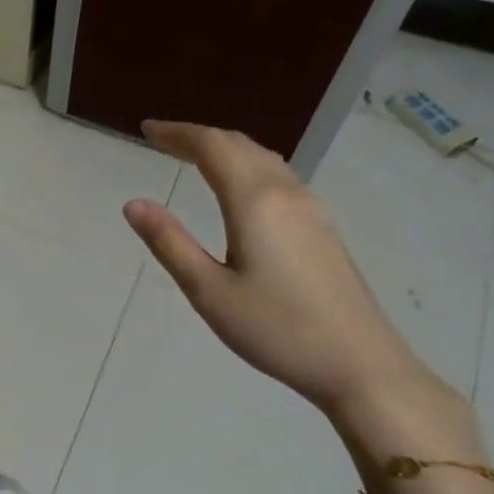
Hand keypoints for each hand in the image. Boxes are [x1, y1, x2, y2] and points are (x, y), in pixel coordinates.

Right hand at [123, 121, 441, 418]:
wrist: (359, 363)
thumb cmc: (275, 328)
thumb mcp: (208, 291)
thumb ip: (169, 242)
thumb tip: (133, 203)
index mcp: (255, 201)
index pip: (211, 147)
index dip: (177, 133)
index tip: (146, 130)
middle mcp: (286, 193)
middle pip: (239, 145)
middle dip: (198, 137)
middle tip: (162, 140)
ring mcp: (310, 209)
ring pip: (263, 158)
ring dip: (225, 149)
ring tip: (194, 157)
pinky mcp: (322, 227)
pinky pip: (278, 176)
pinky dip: (247, 166)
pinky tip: (239, 189)